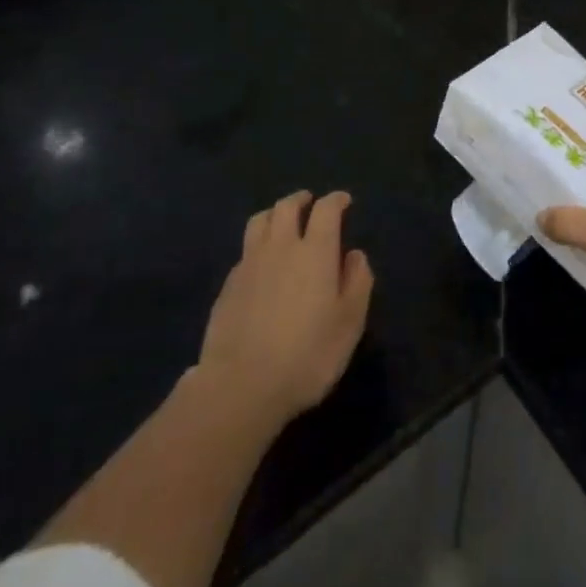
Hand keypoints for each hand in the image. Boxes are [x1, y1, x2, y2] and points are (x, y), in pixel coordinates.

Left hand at [195, 190, 373, 431]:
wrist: (241, 386)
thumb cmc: (307, 355)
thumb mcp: (350, 323)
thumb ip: (357, 282)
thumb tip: (355, 255)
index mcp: (316, 251)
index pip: (326, 209)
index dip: (336, 200)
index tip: (344, 201)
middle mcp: (281, 247)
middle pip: (287, 207)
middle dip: (301, 200)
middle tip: (310, 204)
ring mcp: (249, 264)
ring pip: (260, 221)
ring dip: (274, 215)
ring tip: (281, 222)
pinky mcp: (227, 286)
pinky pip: (245, 251)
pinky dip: (257, 246)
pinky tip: (261, 263)